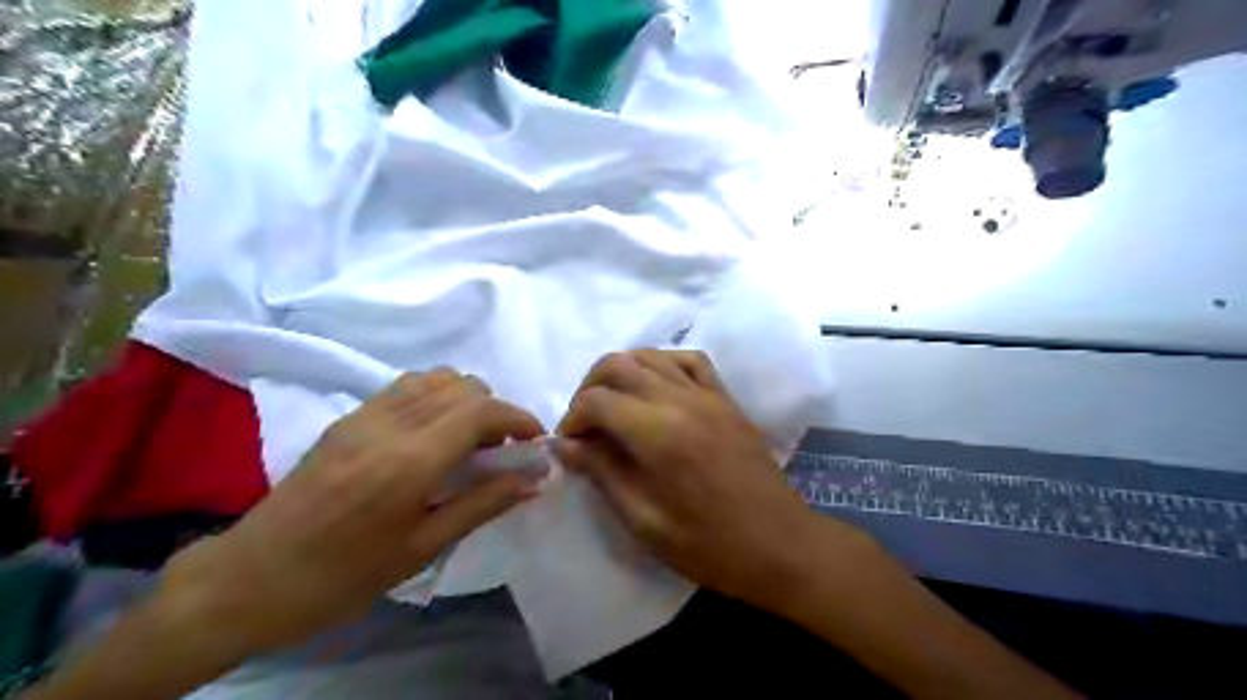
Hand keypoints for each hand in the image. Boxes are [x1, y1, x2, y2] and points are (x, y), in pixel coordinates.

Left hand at [155, 370, 545, 658]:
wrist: (251, 577)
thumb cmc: (343, 575)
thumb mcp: (422, 548)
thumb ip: (484, 504)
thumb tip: (534, 479)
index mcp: (410, 460)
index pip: (481, 411)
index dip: (519, 417)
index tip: (535, 441)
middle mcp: (390, 423)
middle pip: (464, 386)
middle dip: (496, 410)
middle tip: (502, 449)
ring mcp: (364, 414)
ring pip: (436, 377)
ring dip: (466, 399)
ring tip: (469, 439)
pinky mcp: (347, 417)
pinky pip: (406, 386)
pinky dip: (436, 397)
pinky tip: (432, 434)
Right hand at [555, 353, 859, 609]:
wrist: (780, 545)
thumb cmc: (710, 546)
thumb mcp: (644, 521)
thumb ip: (602, 472)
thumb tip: (565, 444)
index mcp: (659, 433)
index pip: (596, 400)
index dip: (572, 420)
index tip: (569, 447)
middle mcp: (681, 400)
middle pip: (617, 364)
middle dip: (588, 389)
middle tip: (585, 426)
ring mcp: (708, 394)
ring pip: (650, 355)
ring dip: (621, 373)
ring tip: (613, 408)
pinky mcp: (726, 398)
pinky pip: (690, 360)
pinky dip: (662, 364)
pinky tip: (655, 388)